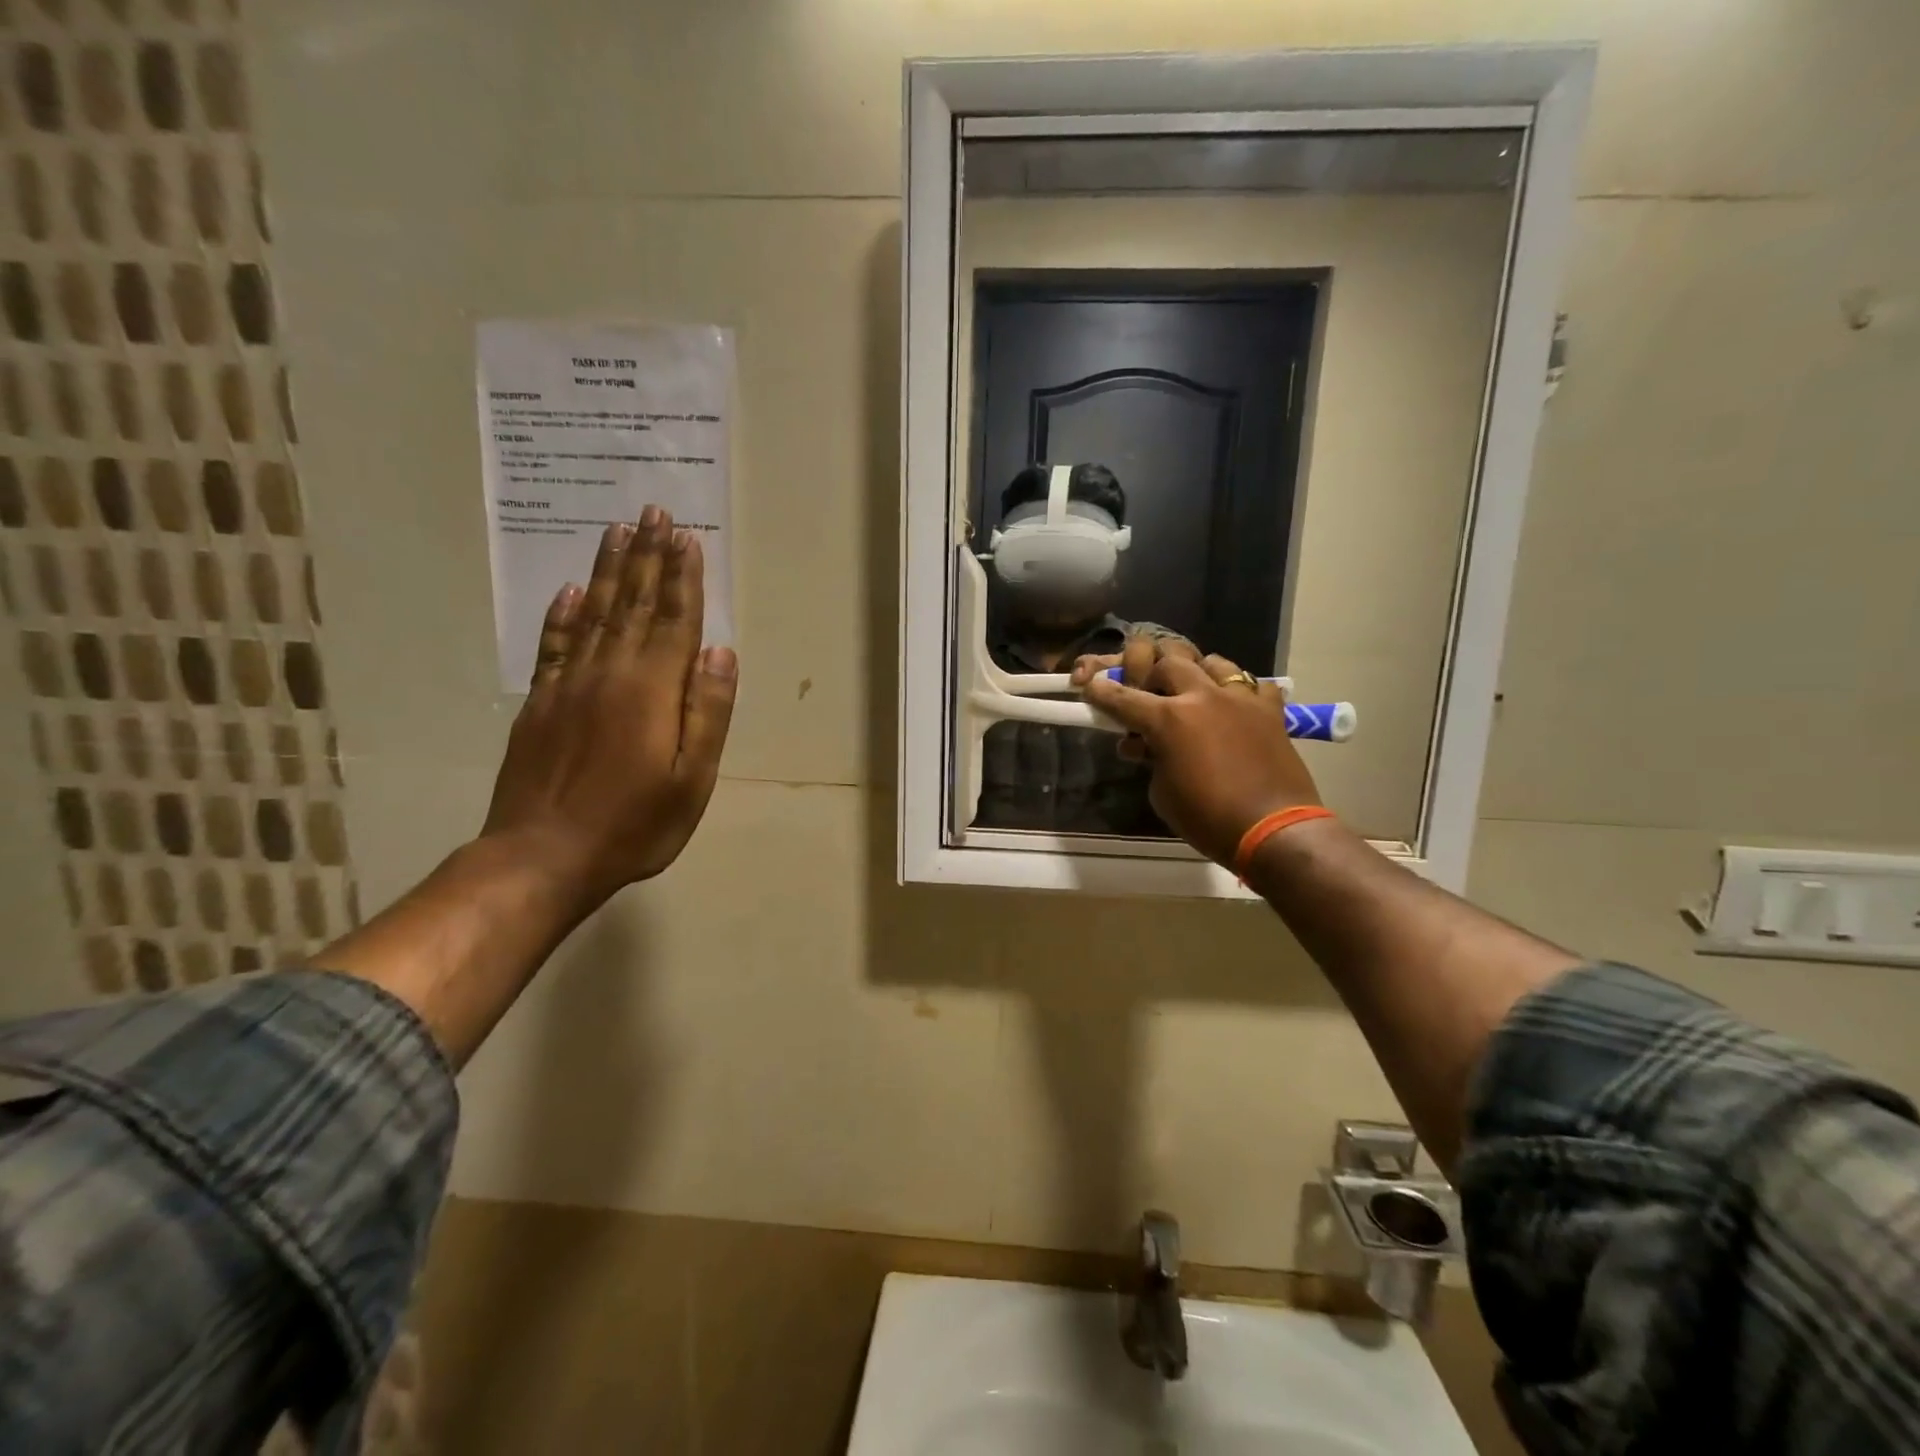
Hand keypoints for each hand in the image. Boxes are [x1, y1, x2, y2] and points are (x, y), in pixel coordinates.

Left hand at [481, 506, 738, 907]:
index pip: (673, 621)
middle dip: (647, 557)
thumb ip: (707, 712)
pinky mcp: (540, 703)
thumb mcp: (692, 778)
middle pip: (633, 605)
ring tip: (618, 531)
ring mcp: (568, 686)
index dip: (683, 578)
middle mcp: (609, 674)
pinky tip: (573, 592)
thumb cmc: (634, 824)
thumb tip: (720, 652)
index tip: (686, 537)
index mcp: (651, 690)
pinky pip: (554, 645)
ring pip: (594, 614)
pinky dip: (564, 614)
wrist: (542, 856)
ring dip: (609, 571)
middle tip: (653, 513)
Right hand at [1081, 645, 1321, 866]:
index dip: (1102, 691)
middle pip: (1168, 661)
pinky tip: (1234, 708)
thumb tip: (1145, 748)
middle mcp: (1201, 697)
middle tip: (1151, 694)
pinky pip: (1252, 684)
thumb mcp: (1162, 793)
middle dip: (1153, 674)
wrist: (1273, 830)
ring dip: (1196, 673)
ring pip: (1212, 661)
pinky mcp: (1270, 710)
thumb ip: (1150, 760)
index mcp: (1168, 720)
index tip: (1090, 684)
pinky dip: (1239, 691)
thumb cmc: (1207, 819)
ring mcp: (1240, 699)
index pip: (1123, 697)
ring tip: (1194, 692)